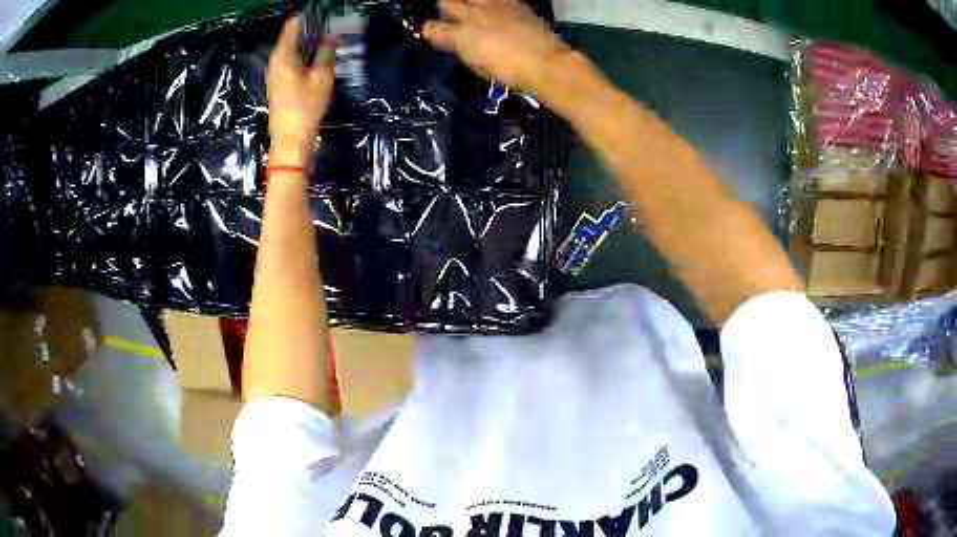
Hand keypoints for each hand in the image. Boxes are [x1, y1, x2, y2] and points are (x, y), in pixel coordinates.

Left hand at [267, 17, 335, 166]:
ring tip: (327, 38)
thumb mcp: (321, 78)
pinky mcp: (279, 86)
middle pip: (291, 38)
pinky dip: (304, 57)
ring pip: (292, 51)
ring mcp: (275, 75)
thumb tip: (330, 36)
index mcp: (283, 57)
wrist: (291, 141)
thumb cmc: (305, 108)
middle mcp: (275, 63)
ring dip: (308, 44)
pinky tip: (317, 58)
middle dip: (310, 30)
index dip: (307, 17)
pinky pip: (292, 63)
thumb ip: (326, 53)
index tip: (322, 12)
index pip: (292, 26)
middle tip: (329, 24)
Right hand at [423, 0, 570, 92]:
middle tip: (452, 18)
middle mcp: (471, 14)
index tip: (434, 35)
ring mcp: (492, 4)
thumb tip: (453, 42)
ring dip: (465, 3)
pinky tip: (493, 12)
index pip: (431, 28)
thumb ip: (461, 49)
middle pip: (445, 3)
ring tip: (472, 12)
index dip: (429, 31)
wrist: (544, 61)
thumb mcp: (478, 66)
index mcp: (460, 35)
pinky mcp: (511, 1)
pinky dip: (488, 4)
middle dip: (445, 10)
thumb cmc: (510, 72)